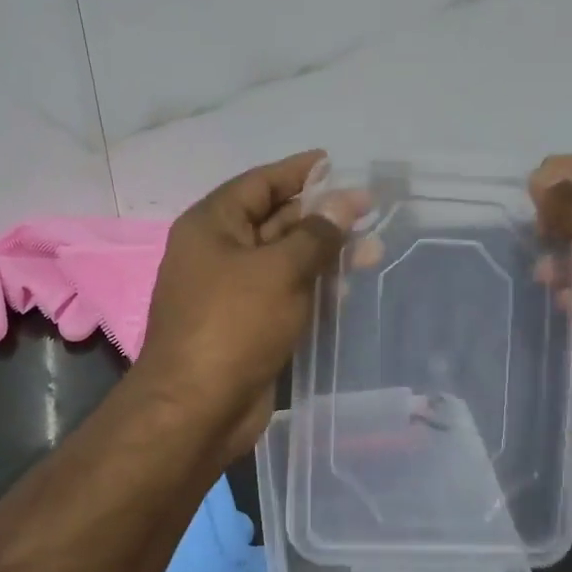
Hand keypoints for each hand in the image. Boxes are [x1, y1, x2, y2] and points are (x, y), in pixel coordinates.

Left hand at [133, 151, 366, 455]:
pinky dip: (314, 289)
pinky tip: (348, 290)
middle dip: (322, 216)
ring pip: (285, 261)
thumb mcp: (279, 270)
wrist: (197, 408)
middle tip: (370, 211)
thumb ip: (317, 234)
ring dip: (325, 255)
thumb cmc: (234, 325)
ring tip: (373, 250)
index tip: (337, 163)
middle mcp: (219, 253)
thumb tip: (346, 201)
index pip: (260, 184)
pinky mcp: (249, 326)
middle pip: (275, 221)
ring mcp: (233, 292)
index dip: (299, 172)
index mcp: (212, 226)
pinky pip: (285, 295)